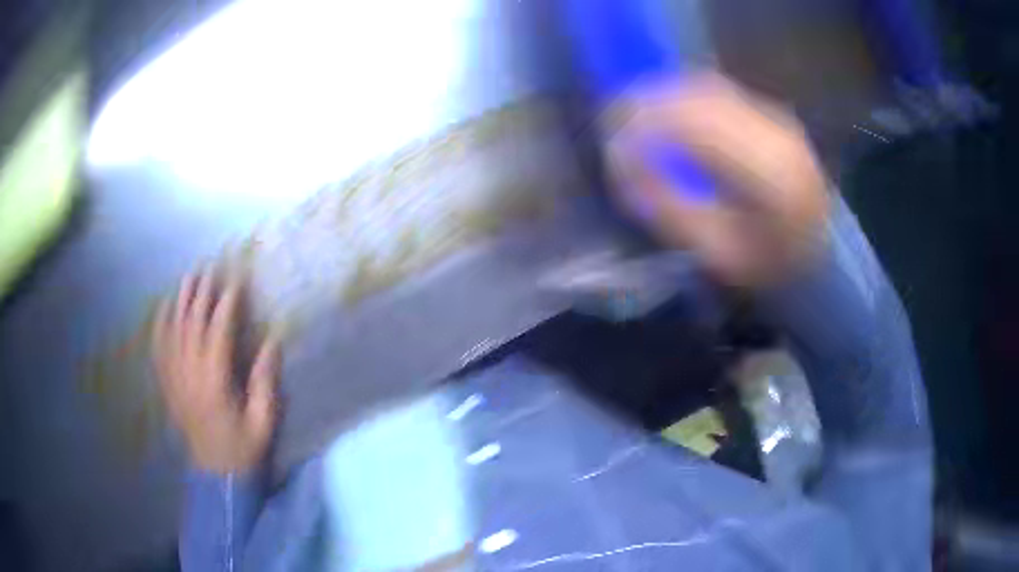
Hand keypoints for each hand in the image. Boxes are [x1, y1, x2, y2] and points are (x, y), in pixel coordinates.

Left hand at [153, 268, 279, 474]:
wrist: (216, 475)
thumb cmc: (243, 448)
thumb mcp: (263, 421)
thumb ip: (265, 382)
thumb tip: (272, 341)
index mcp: (215, 384)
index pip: (218, 333)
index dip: (227, 304)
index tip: (236, 281)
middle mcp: (190, 375)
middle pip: (192, 325)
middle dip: (201, 293)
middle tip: (209, 267)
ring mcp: (175, 379)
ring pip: (174, 331)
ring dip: (181, 302)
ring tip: (188, 277)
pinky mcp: (168, 385)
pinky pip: (159, 349)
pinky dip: (160, 325)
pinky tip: (164, 308)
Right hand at [607, 72, 828, 286]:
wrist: (822, 256)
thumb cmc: (770, 267)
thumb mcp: (718, 254)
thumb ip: (671, 209)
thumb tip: (624, 166)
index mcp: (772, 176)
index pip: (698, 127)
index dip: (647, 124)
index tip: (611, 141)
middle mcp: (778, 134)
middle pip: (701, 96)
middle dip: (648, 102)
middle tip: (611, 119)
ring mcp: (777, 118)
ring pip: (708, 87)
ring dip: (664, 94)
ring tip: (632, 112)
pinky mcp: (772, 114)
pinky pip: (719, 91)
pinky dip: (684, 95)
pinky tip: (666, 111)